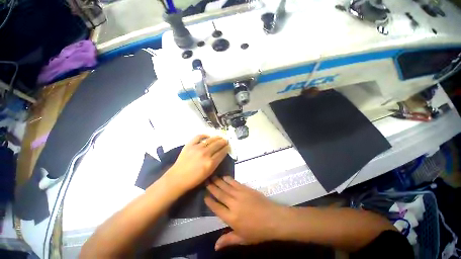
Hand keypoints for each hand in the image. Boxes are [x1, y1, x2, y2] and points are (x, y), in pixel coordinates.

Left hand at [166, 135, 228, 191]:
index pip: (222, 152)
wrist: (177, 178)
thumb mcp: (208, 173)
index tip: (228, 146)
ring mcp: (197, 148)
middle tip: (226, 140)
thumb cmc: (194, 179)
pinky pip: (198, 136)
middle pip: (218, 144)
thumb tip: (221, 153)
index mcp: (210, 163)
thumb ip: (215, 163)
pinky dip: (204, 135)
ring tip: (220, 137)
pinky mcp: (189, 145)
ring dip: (216, 137)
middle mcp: (205, 153)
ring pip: (210, 139)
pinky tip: (208, 136)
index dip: (226, 148)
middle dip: (223, 142)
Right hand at [205, 177, 286, 249]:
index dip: (210, 202)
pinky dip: (229, 179)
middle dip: (212, 188)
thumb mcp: (242, 239)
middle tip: (206, 182)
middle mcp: (233, 204)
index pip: (217, 208)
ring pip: (226, 187)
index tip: (204, 196)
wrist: (273, 219)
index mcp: (231, 218)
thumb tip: (215, 246)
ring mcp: (240, 195)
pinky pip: (235, 183)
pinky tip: (224, 177)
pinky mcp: (246, 189)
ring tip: (212, 177)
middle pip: (220, 195)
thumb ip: (228, 240)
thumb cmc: (258, 231)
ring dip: (218, 182)